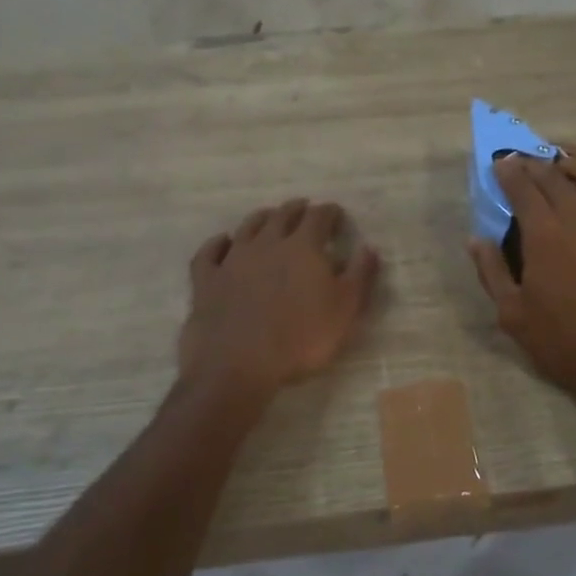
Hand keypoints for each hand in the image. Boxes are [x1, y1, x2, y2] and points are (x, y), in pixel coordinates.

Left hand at [178, 198, 381, 403]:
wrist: (238, 366)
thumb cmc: (301, 339)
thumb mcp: (345, 310)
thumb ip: (360, 275)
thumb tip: (369, 247)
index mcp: (303, 247)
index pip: (319, 217)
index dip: (330, 212)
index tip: (337, 214)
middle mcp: (267, 243)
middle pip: (283, 215)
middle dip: (297, 209)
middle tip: (305, 209)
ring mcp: (233, 259)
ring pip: (248, 226)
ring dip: (262, 218)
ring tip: (270, 217)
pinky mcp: (207, 280)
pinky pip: (210, 252)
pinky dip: (218, 243)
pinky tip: (223, 242)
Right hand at [468, 148, 575, 418]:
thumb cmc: (568, 342)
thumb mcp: (515, 316)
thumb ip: (492, 273)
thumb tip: (476, 240)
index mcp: (544, 233)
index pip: (522, 187)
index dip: (508, 171)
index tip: (499, 163)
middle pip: (554, 175)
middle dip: (533, 163)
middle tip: (522, 162)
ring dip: (574, 159)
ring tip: (560, 161)